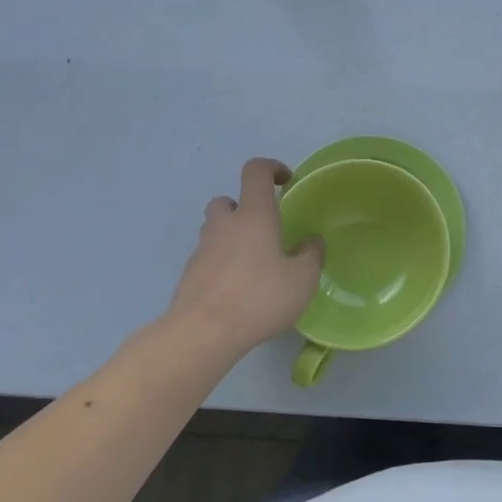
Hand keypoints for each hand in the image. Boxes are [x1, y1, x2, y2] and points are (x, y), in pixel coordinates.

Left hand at [163, 158, 323, 356]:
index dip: (271, 168)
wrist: (202, 333)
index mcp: (254, 215)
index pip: (255, 171)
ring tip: (255, 264)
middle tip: (266, 231)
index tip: (286, 181)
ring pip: (216, 229)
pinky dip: (223, 263)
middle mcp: (224, 224)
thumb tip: (312, 241)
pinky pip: (209, 257)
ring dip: (233, 237)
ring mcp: (202, 249)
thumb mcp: (303, 279)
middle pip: (229, 200)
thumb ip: (312, 255)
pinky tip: (239, 289)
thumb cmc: (259, 298)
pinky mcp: (190, 274)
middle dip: (246, 208)